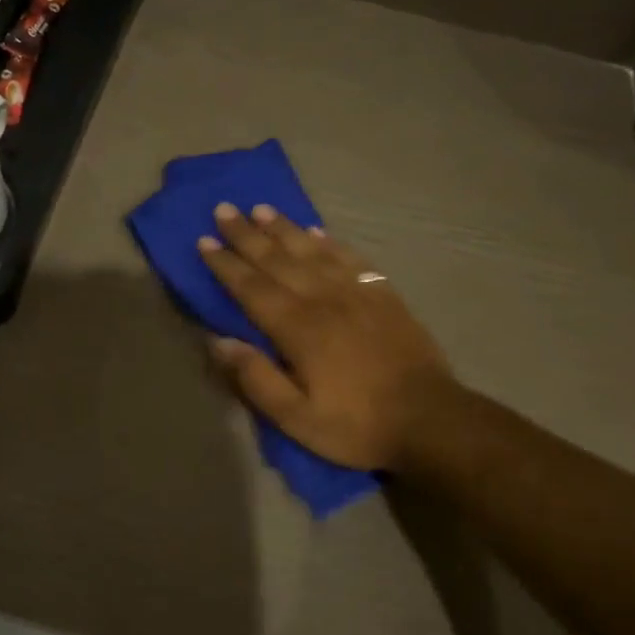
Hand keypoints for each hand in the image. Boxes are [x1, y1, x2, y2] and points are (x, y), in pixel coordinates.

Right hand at [198, 205, 455, 471]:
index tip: (204, 241)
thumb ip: (256, 378)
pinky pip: (351, 258)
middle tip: (223, 210)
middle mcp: (324, 300)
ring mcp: (357, 293)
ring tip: (262, 209)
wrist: (430, 419)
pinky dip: (330, 242)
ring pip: (313, 251)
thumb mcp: (297, 419)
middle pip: (278, 260)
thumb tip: (218, 341)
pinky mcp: (384, 296)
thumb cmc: (356, 424)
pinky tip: (318, 231)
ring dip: (284, 229)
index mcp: (298, 329)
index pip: (252, 288)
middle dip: (247, 235)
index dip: (226, 264)